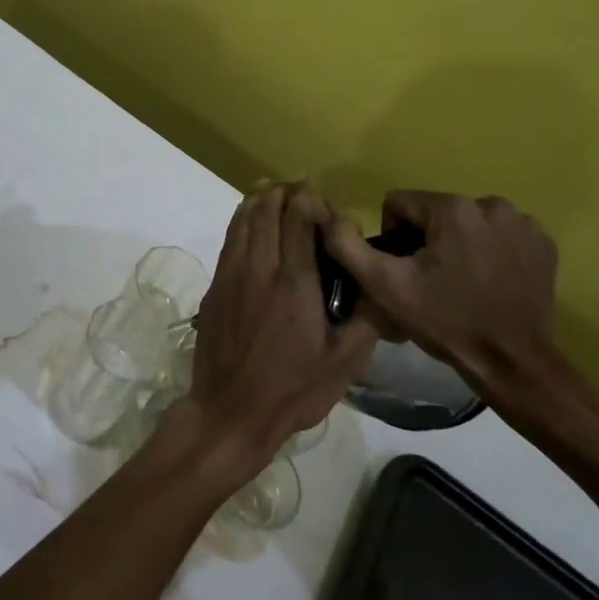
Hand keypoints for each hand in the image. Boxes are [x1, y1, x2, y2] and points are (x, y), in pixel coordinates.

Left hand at [183, 182, 378, 478]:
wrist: (230, 411)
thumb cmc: (292, 391)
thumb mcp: (345, 363)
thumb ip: (368, 319)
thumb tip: (383, 285)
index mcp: (294, 282)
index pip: (298, 219)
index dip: (309, 199)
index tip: (323, 199)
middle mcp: (259, 268)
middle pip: (267, 210)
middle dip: (285, 191)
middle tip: (301, 188)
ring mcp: (231, 274)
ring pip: (243, 219)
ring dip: (260, 199)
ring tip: (275, 191)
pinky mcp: (215, 285)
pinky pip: (230, 238)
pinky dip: (241, 219)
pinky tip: (251, 219)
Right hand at [321, 190, 560, 400]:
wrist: (514, 363)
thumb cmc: (446, 322)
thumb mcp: (385, 287)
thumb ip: (348, 245)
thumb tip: (329, 214)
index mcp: (452, 208)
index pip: (399, 204)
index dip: (394, 239)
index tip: (407, 272)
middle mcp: (491, 204)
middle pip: (434, 212)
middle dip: (426, 240)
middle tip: (433, 281)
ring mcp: (523, 223)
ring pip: (465, 221)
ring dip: (457, 243)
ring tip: (462, 282)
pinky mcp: (543, 242)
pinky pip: (498, 233)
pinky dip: (490, 250)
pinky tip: (490, 281)